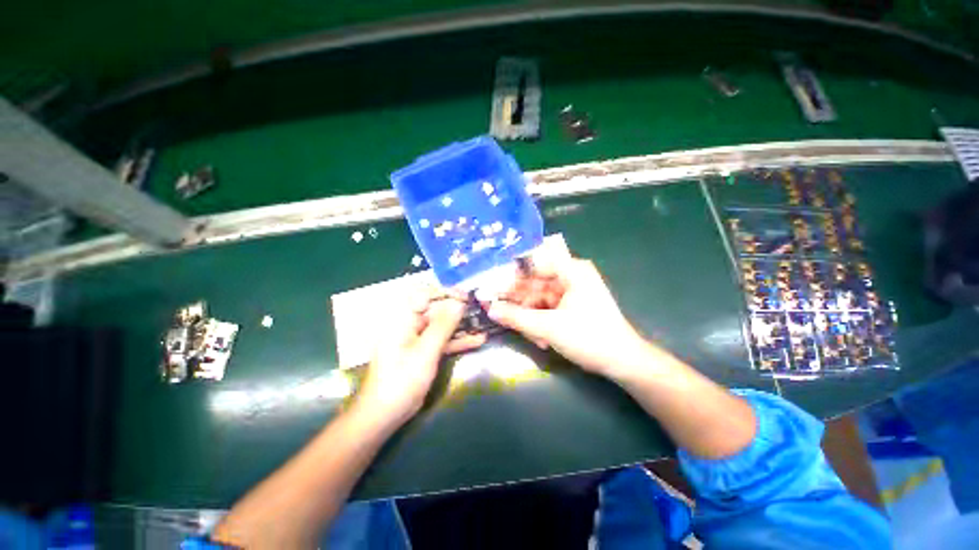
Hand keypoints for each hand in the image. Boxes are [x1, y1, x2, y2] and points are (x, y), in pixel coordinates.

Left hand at [356, 288, 485, 424]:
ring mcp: (417, 339)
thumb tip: (459, 303)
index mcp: (402, 318)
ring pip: (442, 326)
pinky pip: (442, 340)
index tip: (466, 297)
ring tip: (483, 323)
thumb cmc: (401, 381)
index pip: (424, 294)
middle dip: (458, 310)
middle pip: (436, 310)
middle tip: (479, 310)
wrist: (384, 415)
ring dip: (461, 326)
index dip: (446, 292)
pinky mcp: (423, 351)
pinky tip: (478, 340)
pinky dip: (457, 341)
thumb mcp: (425, 351)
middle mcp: (409, 324)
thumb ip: (443, 326)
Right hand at [487, 258, 648, 378]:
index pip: (533, 261)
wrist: (623, 362)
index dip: (511, 271)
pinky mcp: (571, 305)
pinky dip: (541, 322)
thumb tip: (489, 308)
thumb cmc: (589, 338)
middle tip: (497, 311)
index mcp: (571, 270)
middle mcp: (571, 275)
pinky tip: (541, 340)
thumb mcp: (548, 327)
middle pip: (534, 282)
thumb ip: (516, 317)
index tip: (492, 284)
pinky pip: (547, 308)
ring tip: (531, 337)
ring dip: (531, 317)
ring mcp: (571, 291)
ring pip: (539, 298)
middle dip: (519, 302)